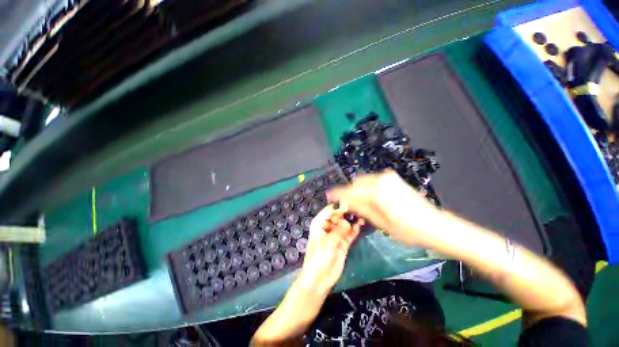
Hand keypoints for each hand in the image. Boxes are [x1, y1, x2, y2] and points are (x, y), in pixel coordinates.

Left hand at [297, 205, 363, 295]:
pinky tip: (360, 226)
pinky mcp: (342, 243)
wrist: (319, 279)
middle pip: (338, 217)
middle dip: (347, 214)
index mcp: (319, 224)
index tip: (349, 208)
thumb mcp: (328, 243)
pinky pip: (349, 234)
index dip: (338, 209)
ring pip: (345, 225)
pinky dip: (354, 230)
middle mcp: (327, 227)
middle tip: (357, 213)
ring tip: (361, 218)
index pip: (329, 211)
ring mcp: (336, 235)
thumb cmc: (318, 258)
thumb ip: (338, 231)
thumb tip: (348, 222)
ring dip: (352, 222)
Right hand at [326, 169, 437, 243]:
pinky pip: (373, 181)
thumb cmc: (408, 230)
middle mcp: (382, 180)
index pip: (351, 190)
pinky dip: (367, 188)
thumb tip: (345, 201)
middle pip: (357, 183)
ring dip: (358, 190)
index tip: (329, 195)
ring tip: (356, 202)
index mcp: (377, 191)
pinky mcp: (394, 179)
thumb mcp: (381, 222)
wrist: (435, 225)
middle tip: (346, 204)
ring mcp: (389, 178)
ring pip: (365, 181)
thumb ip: (361, 208)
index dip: (339, 194)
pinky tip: (368, 198)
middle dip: (349, 192)